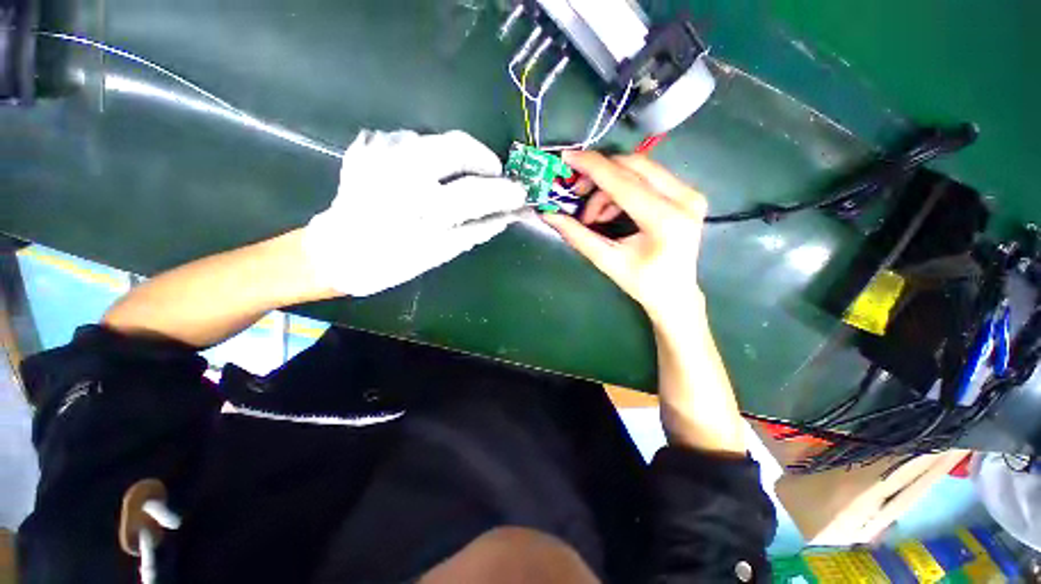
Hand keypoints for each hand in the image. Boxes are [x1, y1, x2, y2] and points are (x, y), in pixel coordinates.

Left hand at [303, 130, 526, 296]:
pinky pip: (409, 139)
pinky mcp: (368, 147)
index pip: (478, 191)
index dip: (504, 191)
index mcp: (423, 207)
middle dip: (483, 158)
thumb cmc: (392, 261)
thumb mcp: (441, 252)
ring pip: (434, 138)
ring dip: (453, 156)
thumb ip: (478, 229)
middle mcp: (402, 171)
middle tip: (492, 175)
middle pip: (458, 145)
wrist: (336, 253)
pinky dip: (425, 153)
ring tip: (454, 179)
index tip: (520, 192)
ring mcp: (381, 152)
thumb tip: (509, 214)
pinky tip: (422, 174)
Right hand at [542, 151, 707, 324]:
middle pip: (633, 166)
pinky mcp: (688, 194)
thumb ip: (577, 235)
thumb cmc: (642, 283)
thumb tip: (549, 215)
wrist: (675, 294)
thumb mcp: (606, 260)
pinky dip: (624, 189)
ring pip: (640, 169)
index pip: (623, 182)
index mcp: (664, 220)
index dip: (592, 167)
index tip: (568, 157)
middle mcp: (684, 199)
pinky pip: (649, 177)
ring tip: (595, 216)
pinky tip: (612, 211)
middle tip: (577, 194)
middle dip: (599, 176)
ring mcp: (690, 194)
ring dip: (610, 186)